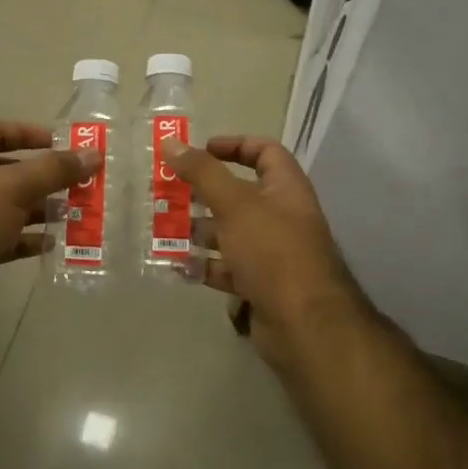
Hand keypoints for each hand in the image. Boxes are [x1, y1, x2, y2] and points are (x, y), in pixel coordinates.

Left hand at [0, 121, 95, 338]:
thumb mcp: (15, 186)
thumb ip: (55, 170)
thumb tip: (94, 154)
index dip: (28, 133)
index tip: (61, 143)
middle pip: (5, 171)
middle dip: (42, 176)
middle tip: (77, 182)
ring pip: (7, 207)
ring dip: (39, 209)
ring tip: (73, 212)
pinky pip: (3, 239)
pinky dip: (26, 239)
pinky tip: (53, 243)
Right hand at [170, 136, 367, 368]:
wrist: (304, 326)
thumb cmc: (272, 252)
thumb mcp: (234, 204)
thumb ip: (202, 173)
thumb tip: (171, 142)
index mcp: (285, 188)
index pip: (264, 152)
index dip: (234, 145)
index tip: (199, 151)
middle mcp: (281, 216)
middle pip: (239, 193)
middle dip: (202, 193)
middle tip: (167, 192)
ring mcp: (271, 253)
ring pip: (229, 232)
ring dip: (198, 229)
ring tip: (163, 228)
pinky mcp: (260, 284)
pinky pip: (227, 267)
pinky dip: (204, 265)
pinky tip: (176, 265)